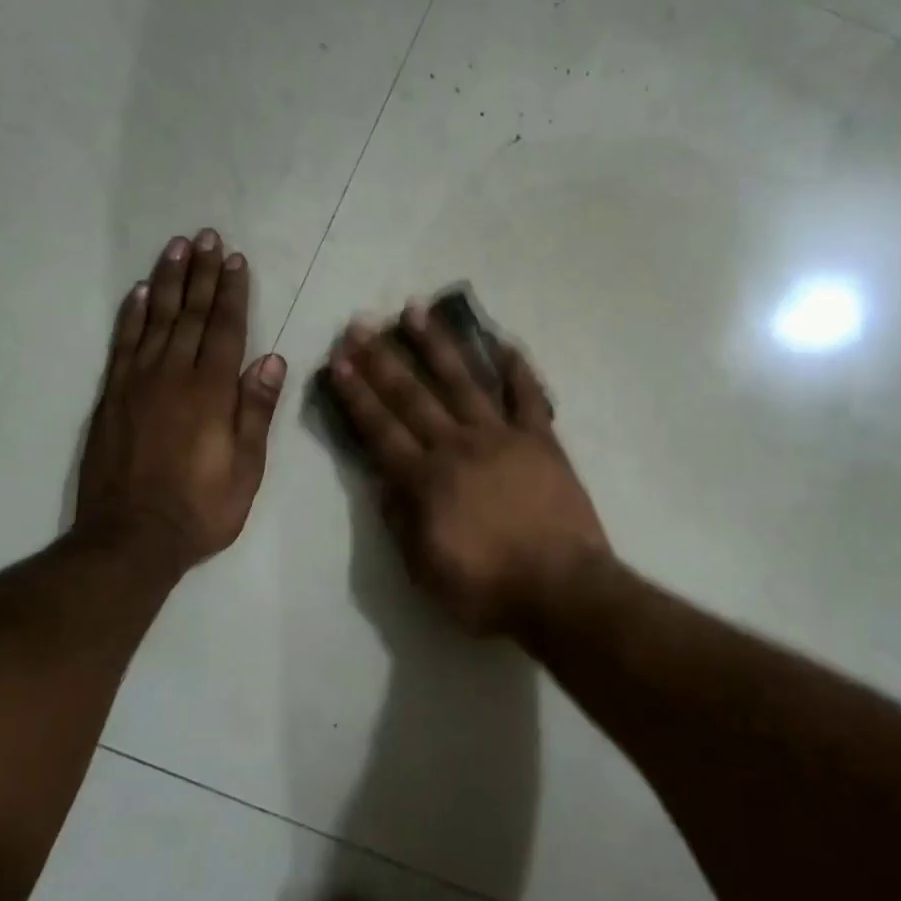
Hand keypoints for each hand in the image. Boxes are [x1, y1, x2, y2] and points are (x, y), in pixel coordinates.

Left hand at [74, 229, 285, 572]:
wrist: (130, 539)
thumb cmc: (201, 508)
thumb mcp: (246, 468)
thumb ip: (255, 411)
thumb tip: (270, 360)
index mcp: (211, 393)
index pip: (225, 330)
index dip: (232, 293)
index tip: (236, 259)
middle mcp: (173, 377)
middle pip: (190, 315)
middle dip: (201, 274)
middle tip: (206, 236)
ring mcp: (136, 384)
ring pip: (155, 320)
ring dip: (168, 282)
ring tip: (176, 248)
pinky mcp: (111, 397)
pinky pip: (122, 344)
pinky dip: (131, 315)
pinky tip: (139, 292)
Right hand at [327, 304, 610, 637]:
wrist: (561, 590)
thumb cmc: (487, 589)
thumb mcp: (425, 570)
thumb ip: (401, 521)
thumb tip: (384, 480)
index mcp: (425, 480)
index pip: (381, 429)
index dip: (357, 394)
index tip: (339, 360)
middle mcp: (458, 446)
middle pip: (413, 396)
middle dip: (383, 359)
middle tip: (362, 323)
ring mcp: (503, 438)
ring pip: (463, 382)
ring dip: (437, 346)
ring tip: (415, 311)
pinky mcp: (541, 441)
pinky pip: (528, 396)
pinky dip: (517, 369)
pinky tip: (504, 342)